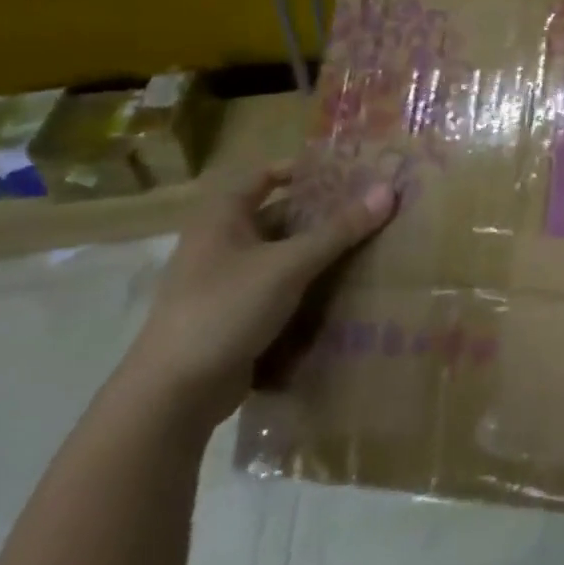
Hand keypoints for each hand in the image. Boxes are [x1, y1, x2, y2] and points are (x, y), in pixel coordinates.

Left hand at [117, 164, 396, 427]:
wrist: (175, 393)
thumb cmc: (225, 309)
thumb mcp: (288, 265)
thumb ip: (338, 230)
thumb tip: (388, 191)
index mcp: (221, 219)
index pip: (262, 177)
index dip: (300, 171)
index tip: (345, 174)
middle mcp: (221, 245)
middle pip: (278, 217)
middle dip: (321, 215)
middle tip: (370, 211)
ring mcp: (227, 283)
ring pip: (282, 257)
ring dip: (319, 253)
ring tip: (369, 247)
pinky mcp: (237, 317)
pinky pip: (280, 291)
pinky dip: (309, 287)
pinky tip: (345, 291)